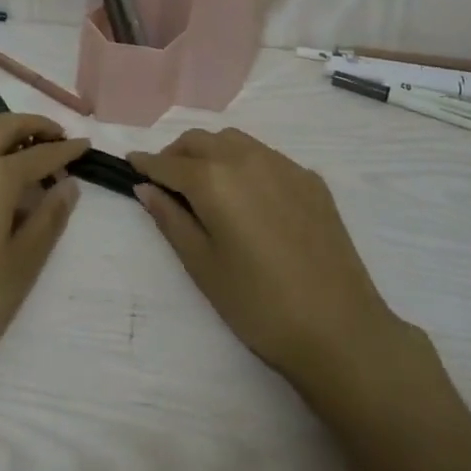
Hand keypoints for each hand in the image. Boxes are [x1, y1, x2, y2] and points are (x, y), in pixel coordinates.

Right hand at [130, 129, 424, 388]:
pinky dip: (245, 163)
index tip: (131, 164)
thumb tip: (146, 188)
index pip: (169, 162)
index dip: (146, 163)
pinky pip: (266, 156)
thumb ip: (171, 220)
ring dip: (211, 152)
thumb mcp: (203, 266)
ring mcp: (284, 165)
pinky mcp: (310, 180)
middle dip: (177, 153)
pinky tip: (249, 196)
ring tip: (205, 183)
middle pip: (201, 140)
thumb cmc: (258, 305)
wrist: (340, 329)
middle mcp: (247, 158)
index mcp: (214, 179)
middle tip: (166, 180)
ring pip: (235, 141)